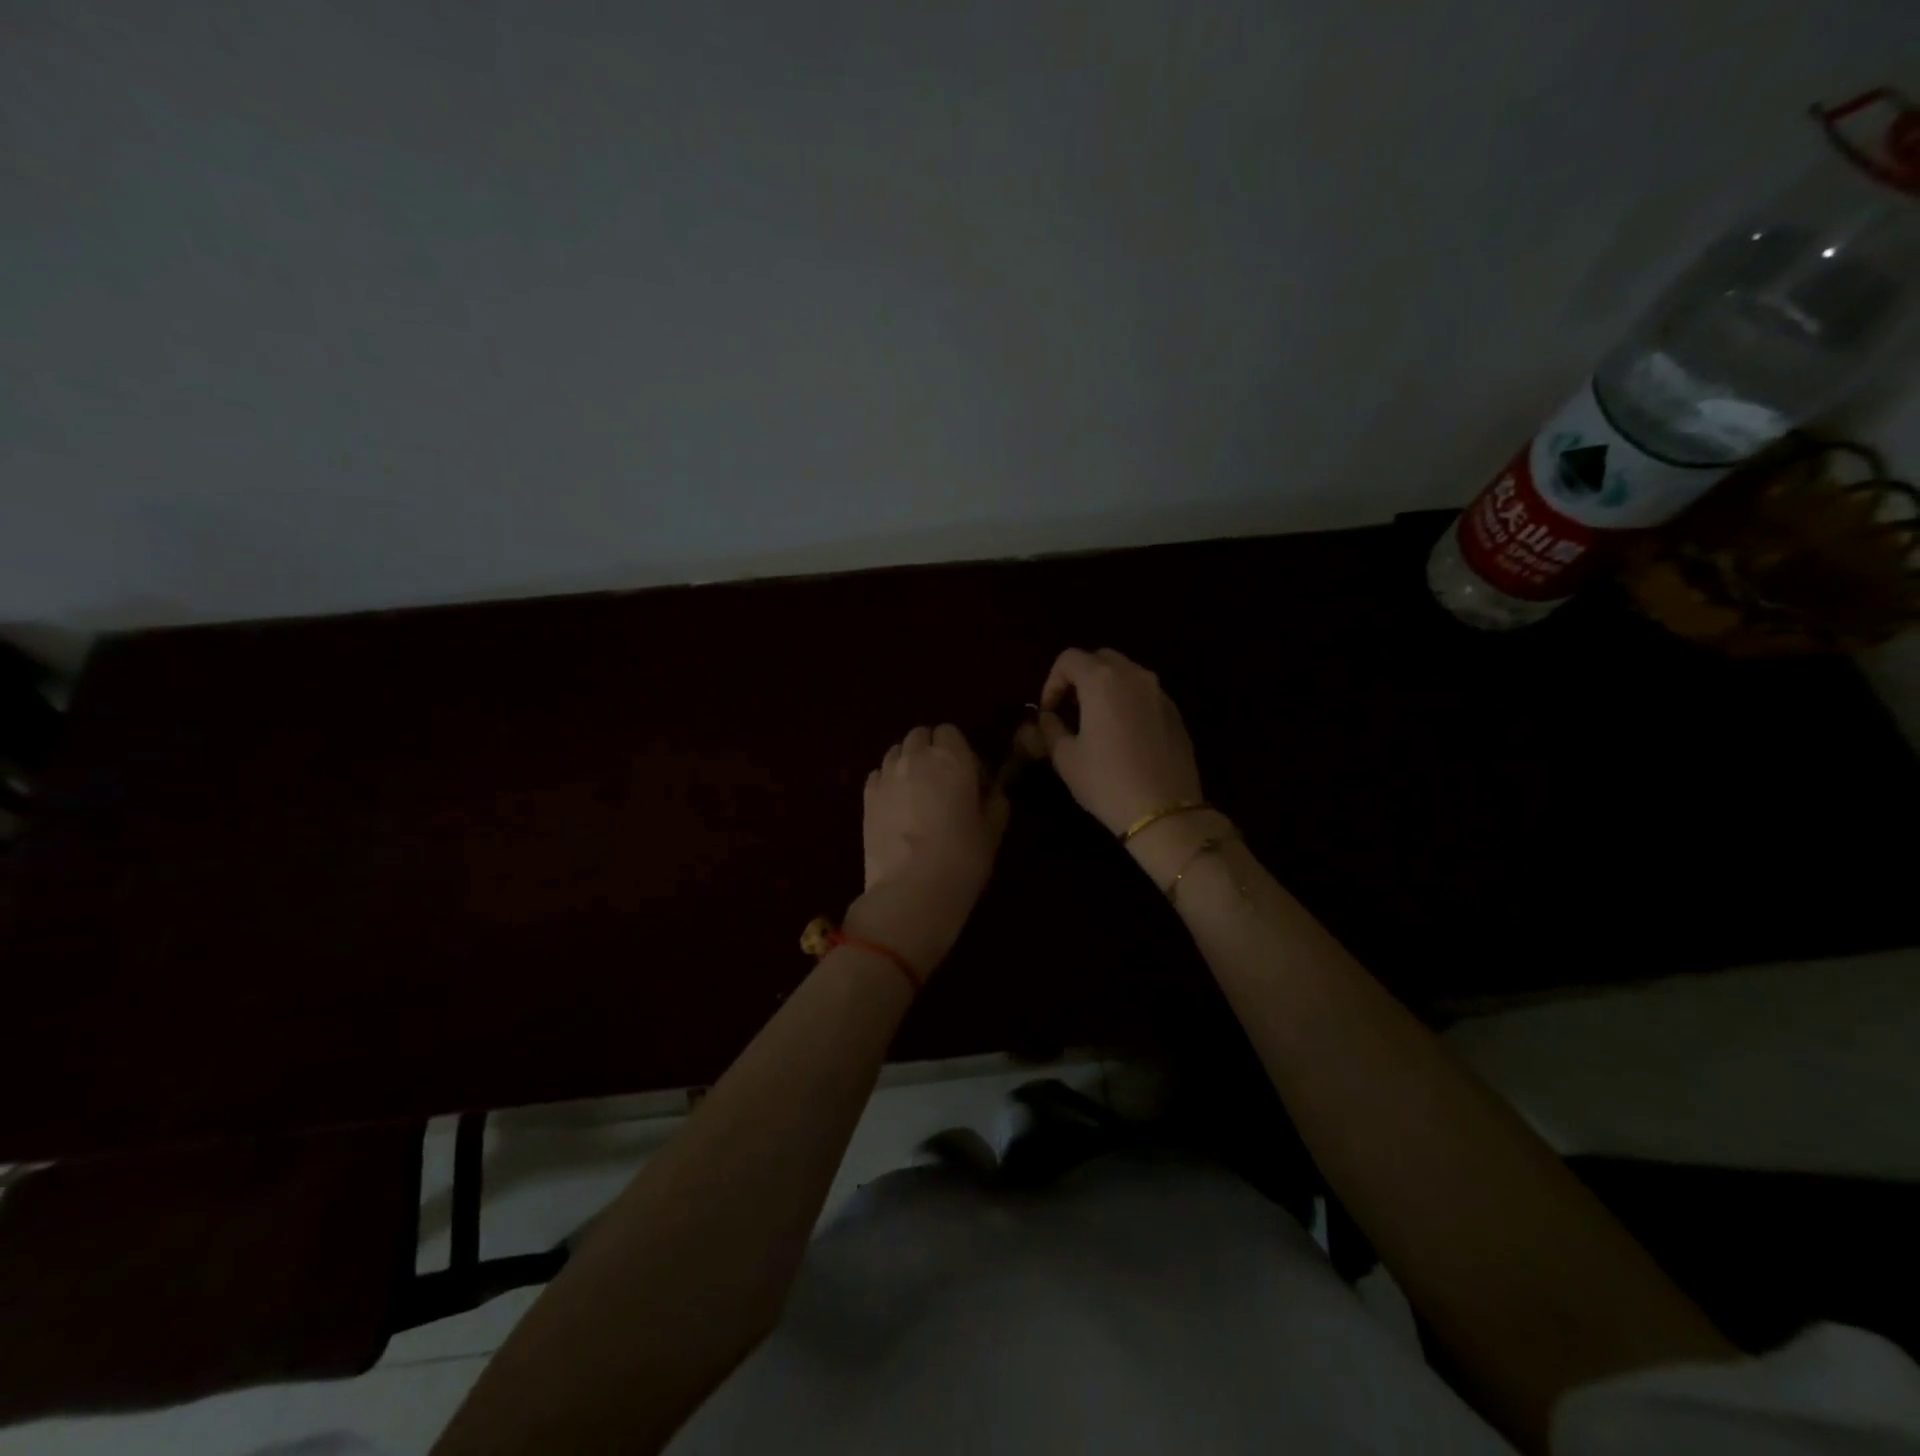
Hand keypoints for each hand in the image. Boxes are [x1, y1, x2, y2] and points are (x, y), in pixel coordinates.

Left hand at [843, 724, 1006, 976]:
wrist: (911, 890)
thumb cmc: (962, 858)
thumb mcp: (992, 830)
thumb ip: (995, 801)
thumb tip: (993, 790)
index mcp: (951, 758)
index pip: (950, 732)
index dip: (959, 751)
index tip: (969, 778)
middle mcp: (916, 757)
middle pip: (920, 736)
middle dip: (931, 750)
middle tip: (943, 783)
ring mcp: (886, 776)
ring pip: (896, 751)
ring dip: (908, 762)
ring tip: (917, 793)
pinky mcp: (866, 797)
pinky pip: (878, 774)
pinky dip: (888, 781)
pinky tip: (896, 806)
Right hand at [1037, 649, 1226, 879]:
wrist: (1164, 811)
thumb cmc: (1107, 782)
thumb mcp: (1066, 758)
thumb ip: (1051, 729)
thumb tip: (1048, 717)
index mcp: (1102, 681)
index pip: (1069, 659)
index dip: (1051, 682)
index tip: (1049, 712)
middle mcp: (1134, 676)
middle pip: (1100, 658)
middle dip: (1079, 678)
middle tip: (1069, 710)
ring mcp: (1159, 692)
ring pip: (1126, 674)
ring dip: (1105, 688)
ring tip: (1095, 722)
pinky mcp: (1175, 712)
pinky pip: (1144, 694)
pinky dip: (1127, 702)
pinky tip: (1122, 736)